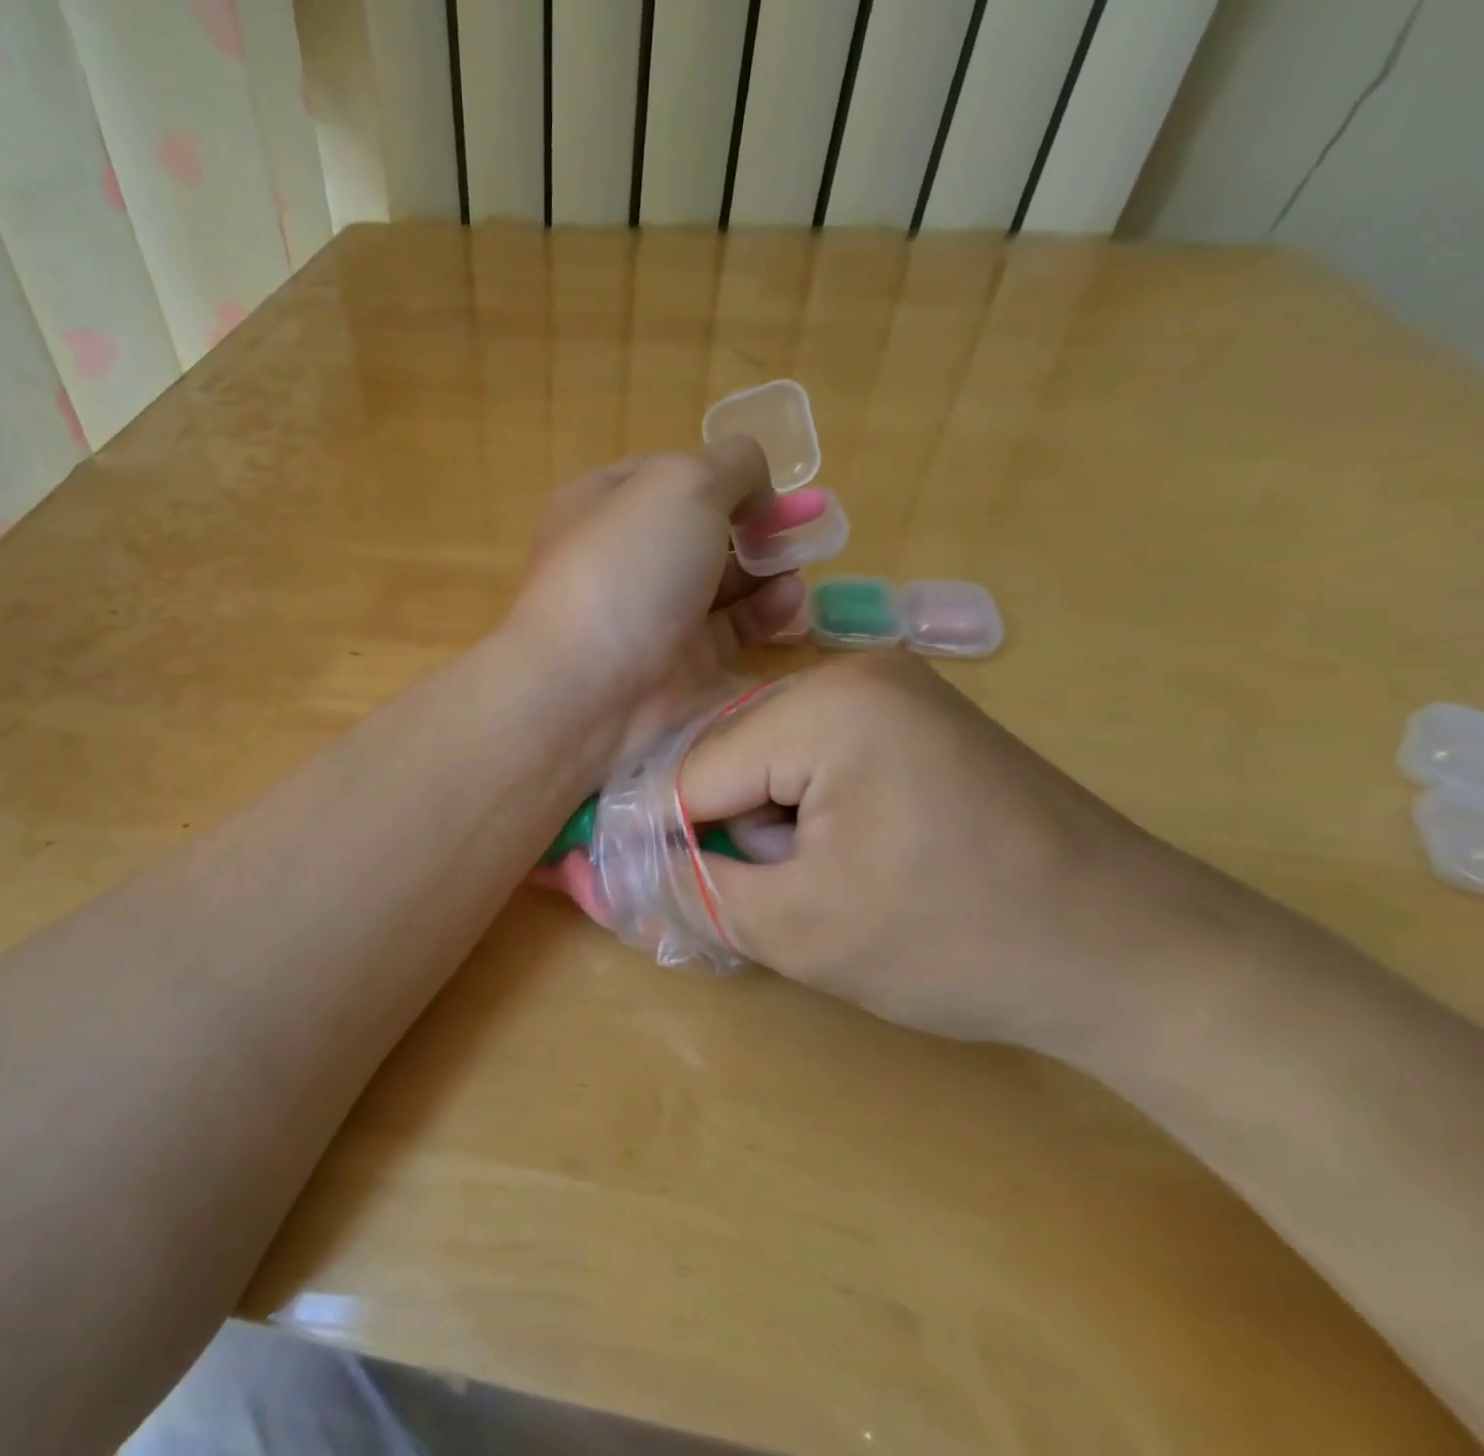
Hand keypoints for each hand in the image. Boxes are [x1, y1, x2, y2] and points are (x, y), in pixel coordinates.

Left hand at [505, 440, 813, 757]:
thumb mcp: (681, 485)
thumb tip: (755, 489)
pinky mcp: (677, 661)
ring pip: (718, 582)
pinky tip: (791, 601)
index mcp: (602, 502)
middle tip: (802, 525)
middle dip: (753, 524)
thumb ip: (732, 465)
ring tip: (800, 564)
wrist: (585, 689)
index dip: (720, 473)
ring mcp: (648, 611)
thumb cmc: (626, 569)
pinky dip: (762, 612)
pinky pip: (729, 629)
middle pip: (698, 530)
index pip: (667, 474)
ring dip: (765, 568)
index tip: (765, 485)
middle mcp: (622, 556)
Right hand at [680, 654, 1229, 1056]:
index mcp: (825, 706)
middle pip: (730, 756)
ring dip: (770, 825)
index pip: (693, 771)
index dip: (668, 841)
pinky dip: (808, 810)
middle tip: (778, 898)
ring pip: (768, 758)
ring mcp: (891, 689)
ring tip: (828, 882)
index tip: (660, 896)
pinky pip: (816, 756)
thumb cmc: (961, 942)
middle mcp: (852, 673)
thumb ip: (692, 891)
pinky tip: (857, 856)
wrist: (1140, 959)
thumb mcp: (800, 928)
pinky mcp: (915, 718)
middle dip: (731, 832)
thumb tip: (605, 876)